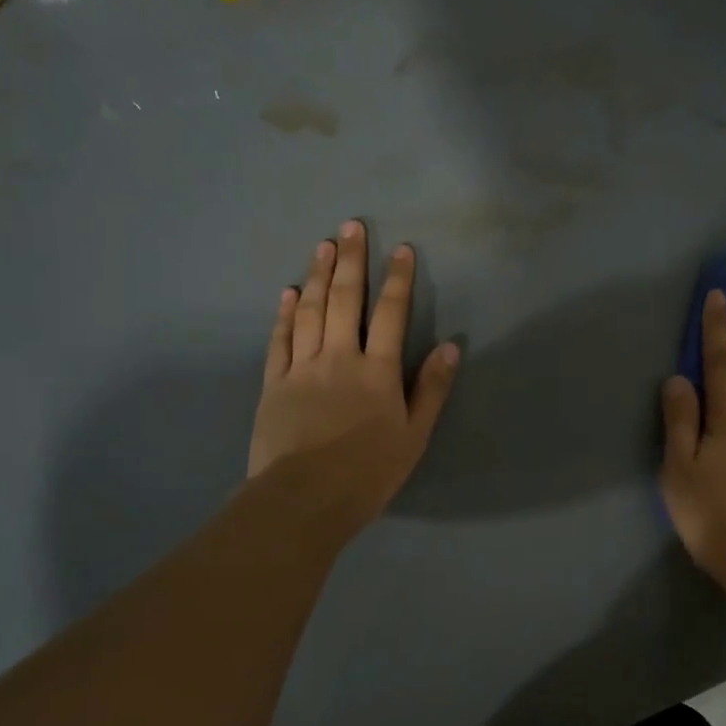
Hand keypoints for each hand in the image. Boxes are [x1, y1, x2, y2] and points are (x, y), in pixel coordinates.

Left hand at [248, 221, 458, 534]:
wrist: (304, 499)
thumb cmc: (368, 472)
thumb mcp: (414, 435)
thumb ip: (432, 388)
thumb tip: (451, 346)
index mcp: (377, 371)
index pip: (390, 313)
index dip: (397, 279)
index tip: (401, 248)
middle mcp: (339, 357)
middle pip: (346, 300)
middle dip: (351, 260)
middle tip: (351, 226)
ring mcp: (302, 367)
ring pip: (311, 311)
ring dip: (318, 275)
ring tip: (322, 245)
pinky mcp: (274, 383)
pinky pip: (280, 339)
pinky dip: (285, 313)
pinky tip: (289, 292)